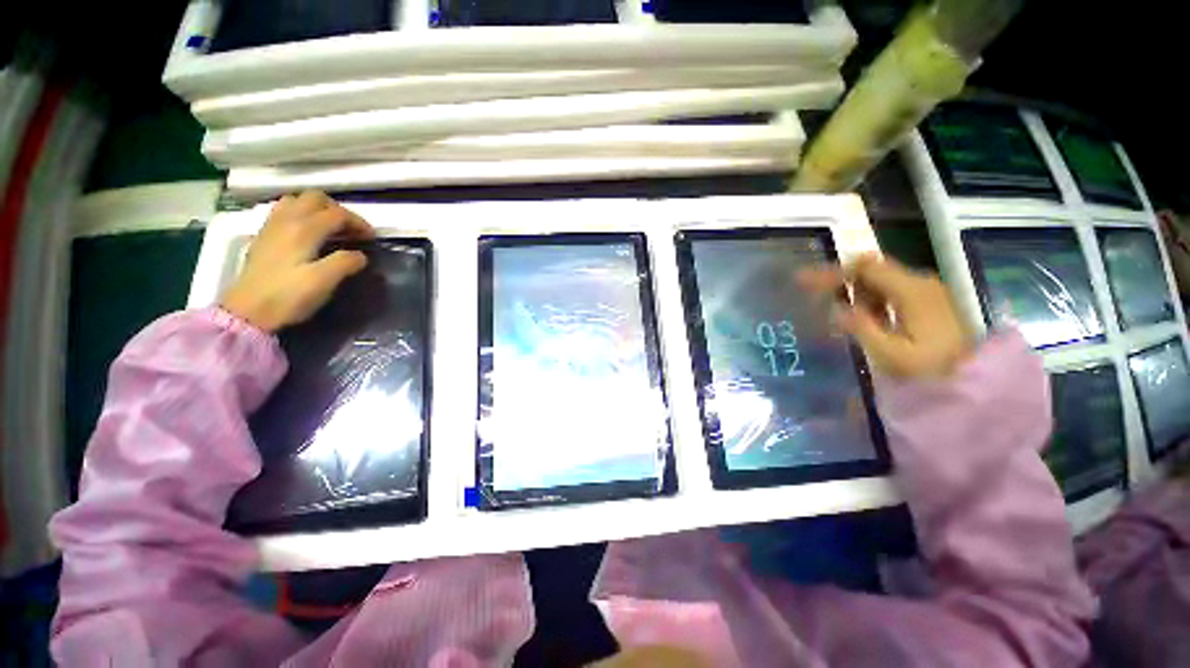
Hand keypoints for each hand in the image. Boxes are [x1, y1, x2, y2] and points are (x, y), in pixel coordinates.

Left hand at [221, 191, 374, 332]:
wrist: (248, 311)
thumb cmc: (288, 296)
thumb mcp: (324, 281)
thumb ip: (346, 263)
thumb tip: (360, 255)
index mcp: (304, 229)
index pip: (337, 214)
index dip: (359, 223)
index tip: (372, 239)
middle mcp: (286, 220)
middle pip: (315, 198)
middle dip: (339, 210)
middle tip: (351, 230)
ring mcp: (272, 227)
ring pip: (297, 201)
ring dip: (318, 210)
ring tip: (331, 229)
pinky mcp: (264, 237)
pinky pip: (284, 212)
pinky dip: (301, 215)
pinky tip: (308, 233)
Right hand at [799, 254, 972, 378]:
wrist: (973, 378)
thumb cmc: (930, 369)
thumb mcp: (890, 353)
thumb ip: (861, 327)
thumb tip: (836, 306)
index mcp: (911, 291)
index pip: (865, 267)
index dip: (833, 272)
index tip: (805, 281)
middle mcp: (919, 282)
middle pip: (871, 268)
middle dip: (840, 278)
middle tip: (812, 292)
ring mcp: (926, 289)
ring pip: (879, 277)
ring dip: (856, 289)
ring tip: (842, 313)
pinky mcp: (927, 298)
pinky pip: (890, 288)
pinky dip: (870, 296)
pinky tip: (865, 315)